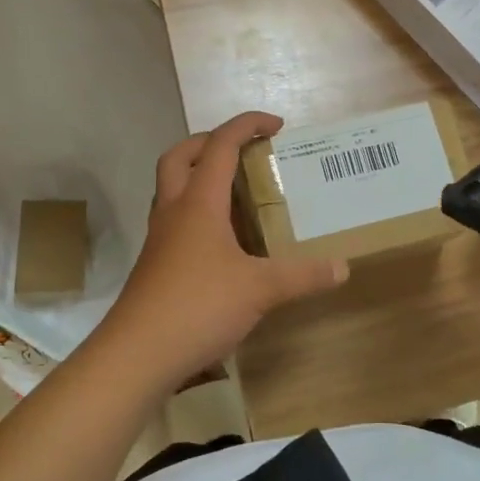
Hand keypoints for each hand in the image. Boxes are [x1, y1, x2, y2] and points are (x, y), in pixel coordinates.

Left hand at [100, 112, 348, 382]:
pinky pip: (175, 219)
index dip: (248, 125)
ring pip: (172, 187)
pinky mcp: (156, 263)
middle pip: (181, 156)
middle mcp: (174, 211)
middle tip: (244, 150)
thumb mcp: (260, 290)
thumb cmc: (198, 307)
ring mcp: (160, 238)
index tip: (277, 126)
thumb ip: (302, 276)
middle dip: (211, 141)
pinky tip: (222, 239)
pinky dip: (197, 212)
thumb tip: (342, 267)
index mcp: (199, 202)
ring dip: (199, 175)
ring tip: (235, 190)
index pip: (221, 145)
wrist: (136, 355)